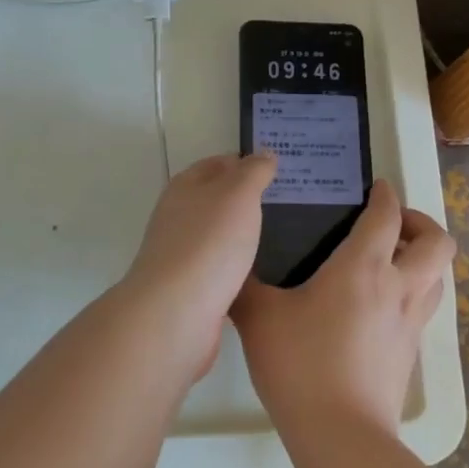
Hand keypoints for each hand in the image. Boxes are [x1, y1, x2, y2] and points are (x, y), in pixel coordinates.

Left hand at [114, 152, 275, 372]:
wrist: (176, 314)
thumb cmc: (208, 244)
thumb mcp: (238, 194)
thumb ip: (253, 171)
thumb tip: (264, 153)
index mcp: (186, 187)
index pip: (219, 164)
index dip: (248, 163)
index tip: (282, 171)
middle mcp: (180, 217)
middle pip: (218, 201)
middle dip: (250, 201)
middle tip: (293, 205)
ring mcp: (183, 255)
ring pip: (221, 237)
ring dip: (247, 237)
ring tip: (288, 238)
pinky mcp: (193, 290)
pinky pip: (223, 271)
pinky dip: (242, 269)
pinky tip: (267, 274)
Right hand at [232, 179, 454, 435]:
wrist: (341, 437)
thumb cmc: (300, 365)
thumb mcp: (259, 317)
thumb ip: (245, 285)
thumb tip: (233, 265)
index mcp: (363, 267)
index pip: (387, 216)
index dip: (385, 195)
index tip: (376, 187)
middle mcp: (397, 287)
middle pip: (437, 243)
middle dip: (421, 224)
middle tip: (391, 226)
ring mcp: (410, 323)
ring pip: (438, 277)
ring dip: (423, 259)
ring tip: (391, 261)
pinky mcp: (411, 354)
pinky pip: (424, 308)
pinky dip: (413, 292)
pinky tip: (380, 306)